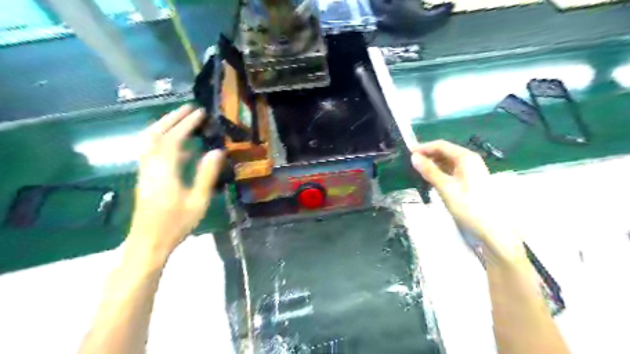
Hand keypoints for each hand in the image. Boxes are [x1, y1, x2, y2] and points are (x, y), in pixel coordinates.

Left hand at [127, 104, 226, 258]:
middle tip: (189, 108)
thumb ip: (206, 174)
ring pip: (150, 141)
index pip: (173, 139)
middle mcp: (150, 166)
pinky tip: (179, 146)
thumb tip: (217, 151)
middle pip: (156, 134)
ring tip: (182, 119)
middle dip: (172, 118)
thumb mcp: (197, 201)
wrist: (148, 242)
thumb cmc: (176, 224)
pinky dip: (163, 140)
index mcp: (164, 171)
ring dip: (164, 126)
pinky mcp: (145, 177)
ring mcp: (145, 171)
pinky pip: (151, 151)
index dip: (186, 124)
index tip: (200, 113)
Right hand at [415, 140, 527, 263]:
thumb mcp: (445, 187)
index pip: (441, 145)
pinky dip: (440, 171)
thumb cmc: (468, 205)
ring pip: (448, 161)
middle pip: (445, 152)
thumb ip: (429, 171)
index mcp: (465, 157)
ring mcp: (471, 170)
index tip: (408, 153)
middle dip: (428, 155)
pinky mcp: (470, 180)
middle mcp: (469, 160)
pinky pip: (452, 170)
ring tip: (418, 171)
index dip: (424, 147)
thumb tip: (413, 157)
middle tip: (411, 163)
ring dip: (433, 164)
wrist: (492, 227)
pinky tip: (431, 178)